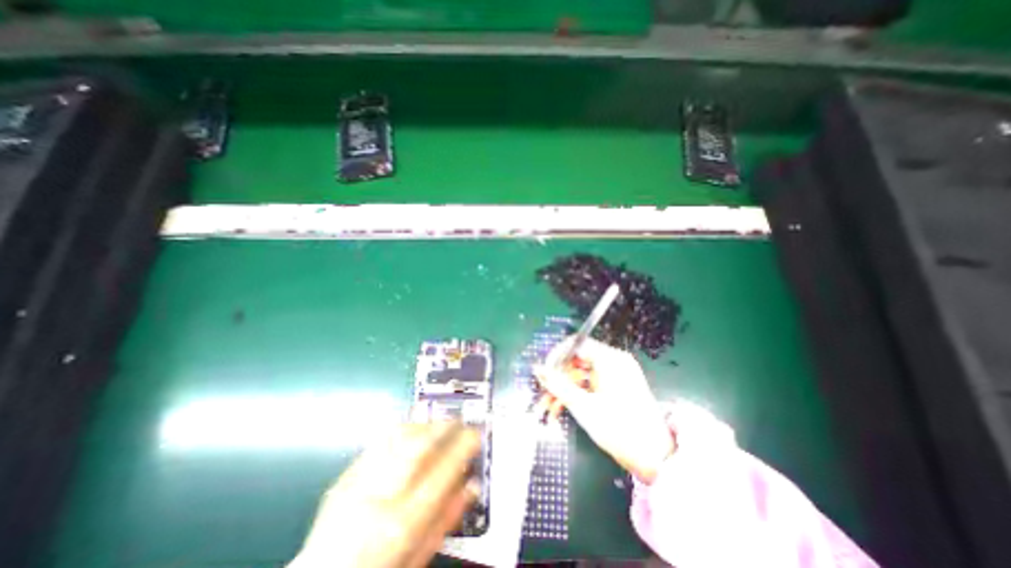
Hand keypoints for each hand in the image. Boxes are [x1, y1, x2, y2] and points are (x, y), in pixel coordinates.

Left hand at [287, 422, 479, 566]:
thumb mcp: (418, 557)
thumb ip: (445, 520)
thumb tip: (471, 484)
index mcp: (400, 524)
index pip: (440, 473)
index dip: (462, 448)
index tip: (475, 434)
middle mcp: (378, 498)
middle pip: (417, 447)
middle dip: (443, 427)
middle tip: (460, 420)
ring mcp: (357, 483)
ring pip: (397, 437)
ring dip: (424, 425)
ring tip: (439, 424)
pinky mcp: (344, 475)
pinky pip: (379, 441)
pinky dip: (401, 431)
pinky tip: (413, 431)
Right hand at [533, 337, 674, 484]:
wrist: (656, 459)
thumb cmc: (619, 429)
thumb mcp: (583, 406)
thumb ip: (557, 384)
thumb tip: (537, 368)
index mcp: (610, 359)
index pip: (576, 344)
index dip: (556, 356)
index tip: (544, 372)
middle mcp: (614, 361)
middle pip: (577, 360)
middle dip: (558, 377)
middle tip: (544, 393)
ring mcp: (617, 374)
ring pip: (581, 374)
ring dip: (565, 388)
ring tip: (549, 407)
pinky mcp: (617, 386)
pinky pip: (591, 383)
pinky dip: (577, 393)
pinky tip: (562, 408)